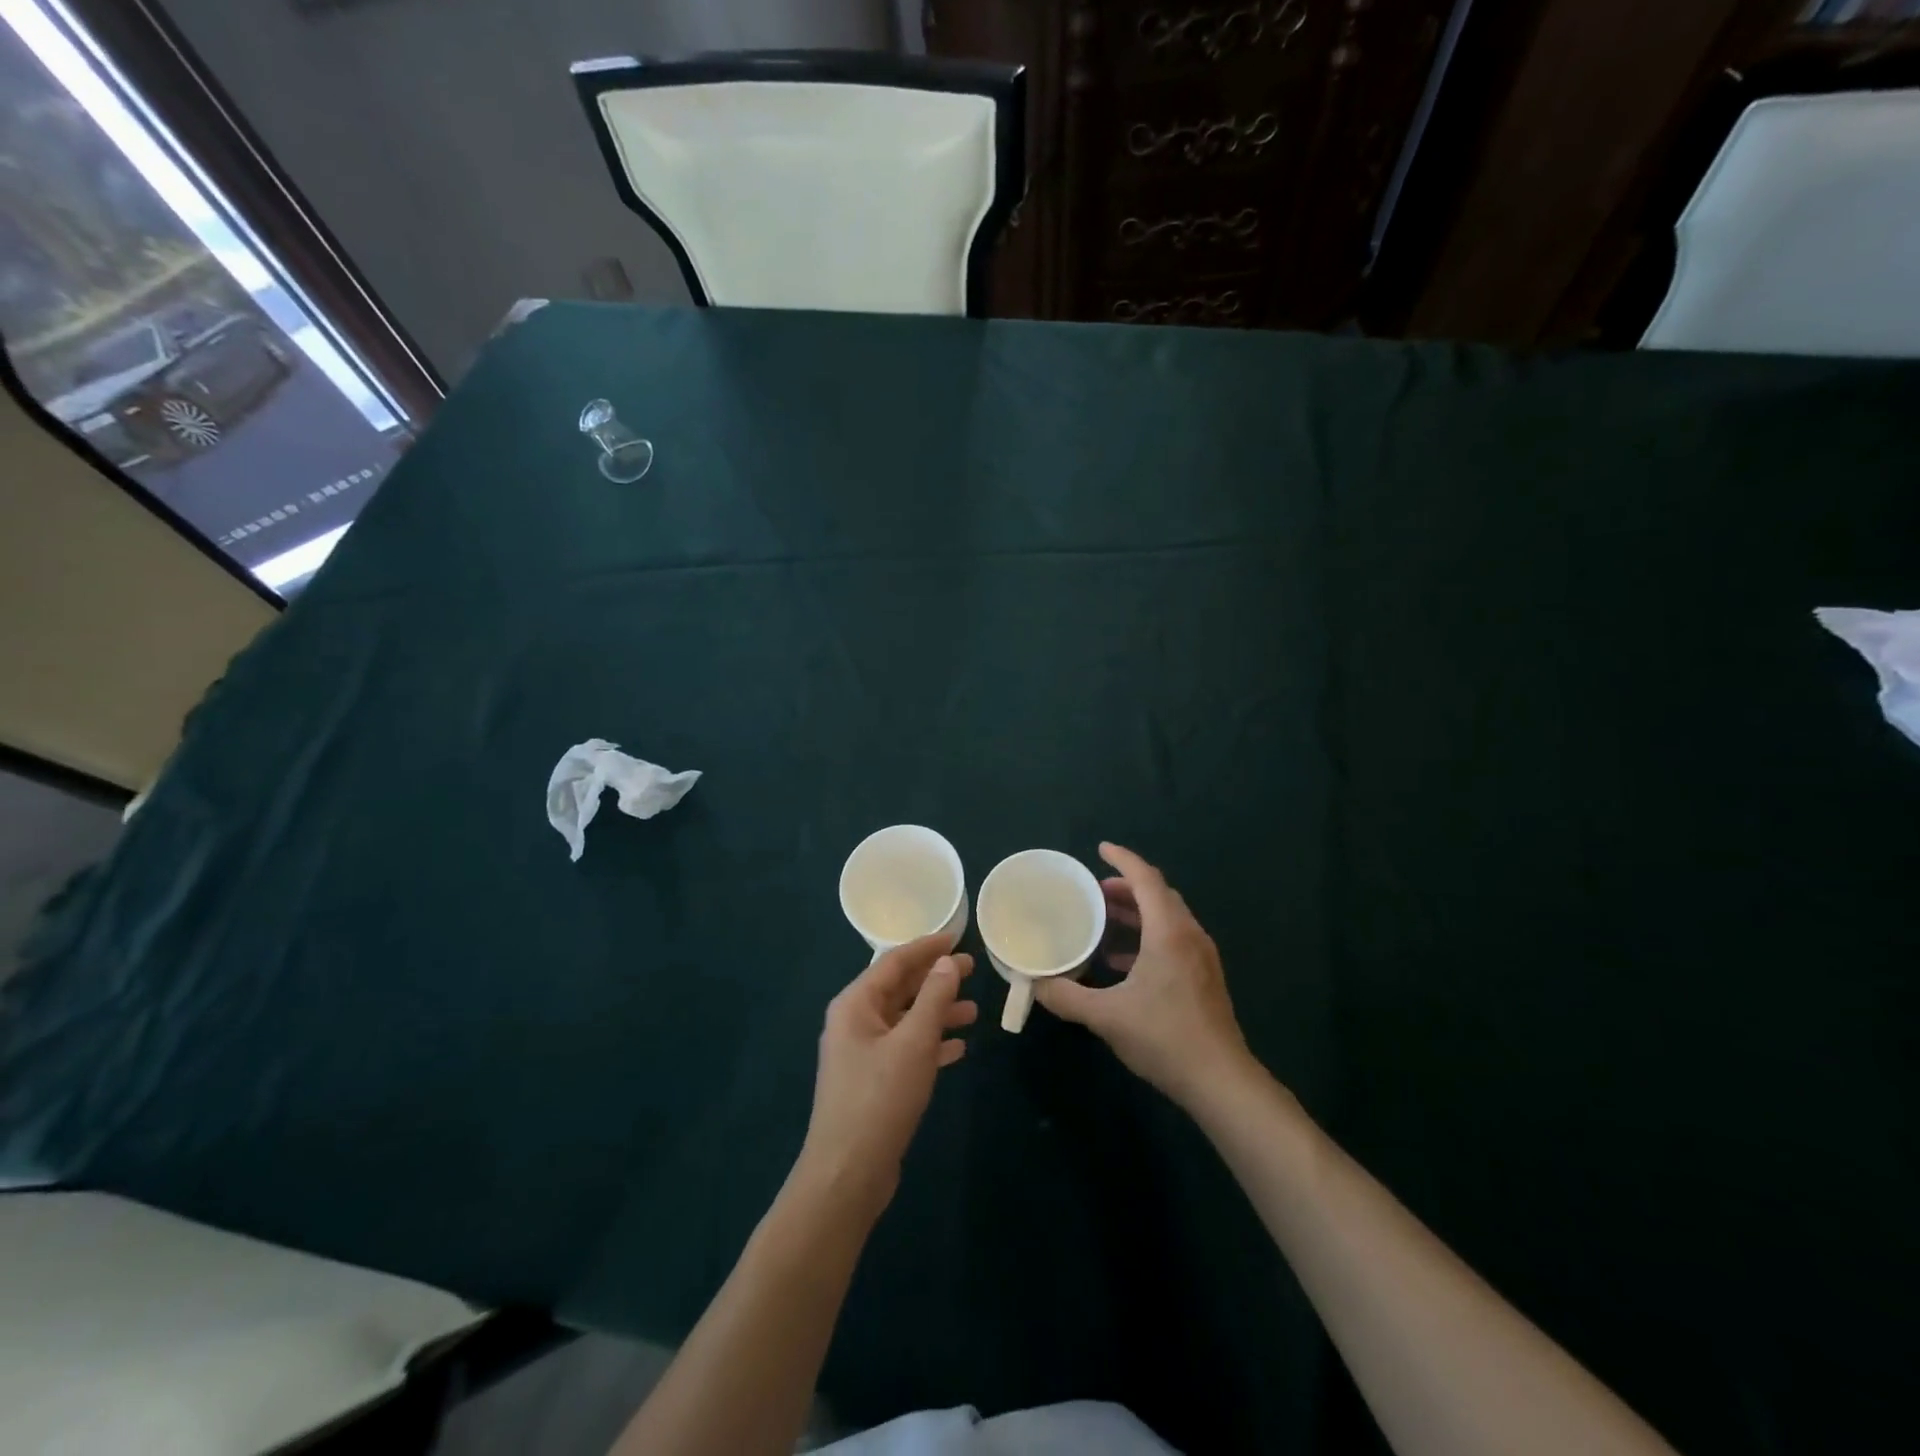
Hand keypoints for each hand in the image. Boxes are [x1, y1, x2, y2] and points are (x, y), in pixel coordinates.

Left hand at [798, 933, 977, 1218]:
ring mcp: (862, 1054)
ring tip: (974, 1011)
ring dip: (937, 1013)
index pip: (894, 962)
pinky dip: (931, 1044)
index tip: (957, 937)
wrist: (847, 1174)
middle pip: (900, 989)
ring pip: (906, 1021)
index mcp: (855, 1004)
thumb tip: (948, 962)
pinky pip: (906, 1050)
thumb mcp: (913, 1043)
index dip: (927, 947)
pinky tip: (958, 1048)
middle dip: (936, 979)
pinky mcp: (873, 1082)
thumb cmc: (879, 1098)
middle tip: (973, 969)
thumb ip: (934, 999)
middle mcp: (855, 1022)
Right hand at [1034, 843, 1252, 1110]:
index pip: (1146, 879)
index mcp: (1169, 932)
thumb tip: (1035, 984)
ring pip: (1167, 919)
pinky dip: (1146, 938)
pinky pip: (1173, 941)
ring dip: (1136, 913)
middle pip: (1158, 895)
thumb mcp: (1107, 1016)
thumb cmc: (1164, 1037)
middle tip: (1094, 891)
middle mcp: (1189, 936)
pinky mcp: (1203, 978)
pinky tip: (1121, 962)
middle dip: (1126, 887)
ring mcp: (1201, 957)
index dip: (1123, 859)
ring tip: (1103, 921)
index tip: (1100, 849)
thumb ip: (1067, 996)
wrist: (1220, 1081)